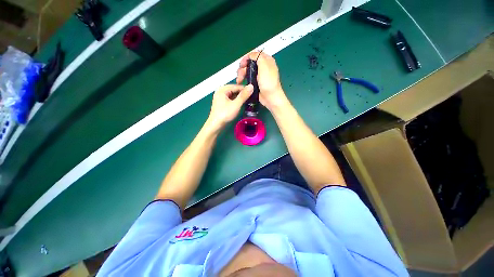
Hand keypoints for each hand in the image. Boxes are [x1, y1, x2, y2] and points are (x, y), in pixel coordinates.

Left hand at [206, 84, 253, 130]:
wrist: (216, 125)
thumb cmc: (225, 114)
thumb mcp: (236, 104)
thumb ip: (244, 95)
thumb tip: (251, 86)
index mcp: (222, 89)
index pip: (236, 86)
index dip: (245, 89)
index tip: (253, 92)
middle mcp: (220, 91)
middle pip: (234, 90)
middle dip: (242, 93)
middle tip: (251, 97)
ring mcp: (220, 98)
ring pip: (233, 95)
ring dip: (239, 98)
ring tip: (248, 101)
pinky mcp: (221, 103)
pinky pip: (230, 99)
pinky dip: (236, 101)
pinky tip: (241, 104)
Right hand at [236, 52, 288, 110]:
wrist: (270, 98)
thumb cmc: (268, 83)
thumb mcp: (264, 66)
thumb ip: (258, 57)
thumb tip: (251, 54)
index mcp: (267, 61)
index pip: (255, 55)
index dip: (247, 58)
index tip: (242, 64)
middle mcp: (263, 67)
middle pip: (249, 63)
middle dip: (243, 67)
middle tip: (239, 74)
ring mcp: (259, 76)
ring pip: (247, 71)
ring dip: (241, 74)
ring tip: (239, 80)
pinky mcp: (256, 83)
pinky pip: (248, 78)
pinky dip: (243, 79)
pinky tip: (240, 82)